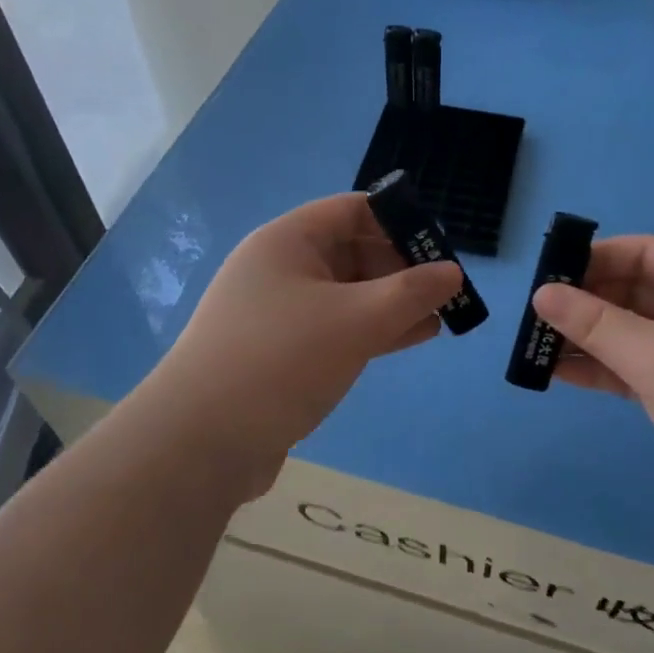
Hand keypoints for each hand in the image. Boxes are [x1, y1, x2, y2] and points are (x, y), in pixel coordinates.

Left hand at [146, 194, 461, 491]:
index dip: (399, 222)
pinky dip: (370, 329)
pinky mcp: (279, 352)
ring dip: (390, 302)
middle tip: (443, 291)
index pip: (352, 210)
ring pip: (346, 293)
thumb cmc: (281, 360)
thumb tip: (453, 272)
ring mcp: (277, 312)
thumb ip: (410, 293)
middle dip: (400, 267)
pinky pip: (334, 327)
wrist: (200, 442)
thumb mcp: (356, 321)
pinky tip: (409, 340)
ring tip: (438, 317)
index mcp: (288, 241)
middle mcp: (279, 268)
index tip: (439, 249)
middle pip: (351, 250)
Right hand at [532, 236, 653, 545]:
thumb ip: (595, 323)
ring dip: (589, 338)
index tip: (548, 275)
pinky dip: (604, 369)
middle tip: (535, 316)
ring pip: (633, 334)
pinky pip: (638, 369)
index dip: (595, 259)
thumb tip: (541, 294)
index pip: (644, 253)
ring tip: (536, 345)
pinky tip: (562, 374)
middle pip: (635, 293)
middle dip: (586, 302)